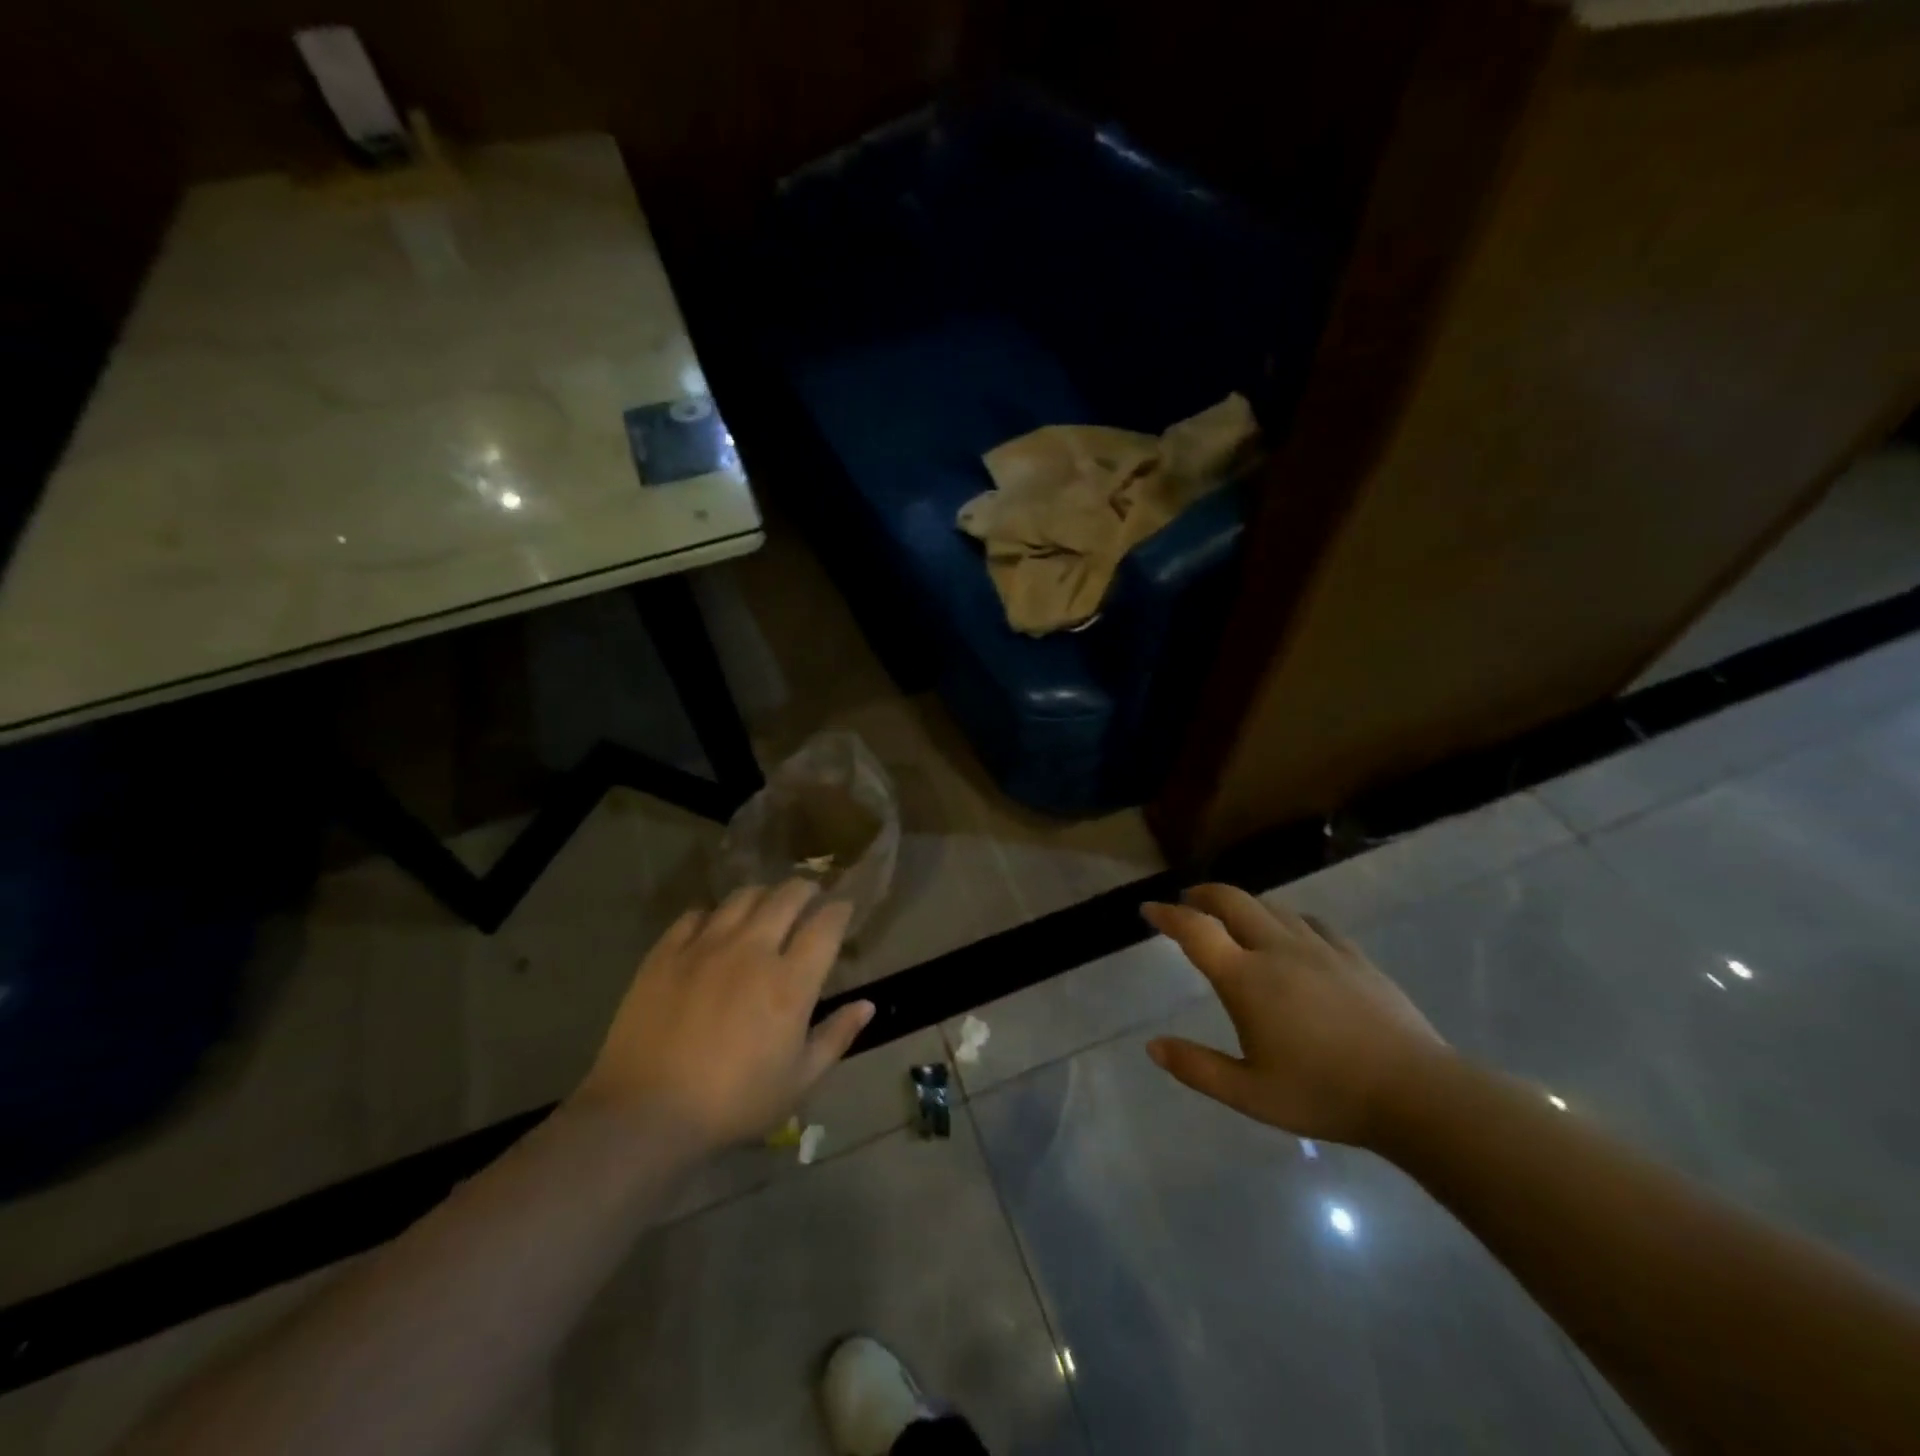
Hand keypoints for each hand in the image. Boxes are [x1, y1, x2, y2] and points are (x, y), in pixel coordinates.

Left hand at [573, 881, 873, 1152]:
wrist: (645, 1114)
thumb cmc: (733, 1103)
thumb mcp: (798, 1081)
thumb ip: (836, 1037)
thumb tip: (867, 1005)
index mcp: (790, 982)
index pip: (826, 925)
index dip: (840, 910)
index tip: (843, 908)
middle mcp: (753, 950)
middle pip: (787, 896)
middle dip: (806, 890)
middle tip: (810, 896)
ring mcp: (706, 946)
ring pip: (743, 897)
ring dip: (763, 895)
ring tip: (766, 905)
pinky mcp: (666, 952)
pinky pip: (696, 914)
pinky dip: (714, 914)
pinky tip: (715, 928)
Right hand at [1142, 885, 1445, 1146]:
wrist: (1416, 1094)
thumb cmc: (1325, 1094)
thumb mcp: (1250, 1095)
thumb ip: (1197, 1068)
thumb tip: (1152, 1046)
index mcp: (1246, 979)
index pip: (1196, 930)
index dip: (1167, 914)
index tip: (1149, 910)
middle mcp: (1278, 950)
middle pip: (1233, 901)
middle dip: (1204, 894)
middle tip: (1188, 901)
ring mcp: (1320, 948)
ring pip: (1272, 907)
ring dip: (1244, 904)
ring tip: (1233, 918)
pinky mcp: (1353, 956)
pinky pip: (1311, 922)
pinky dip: (1287, 919)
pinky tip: (1292, 935)